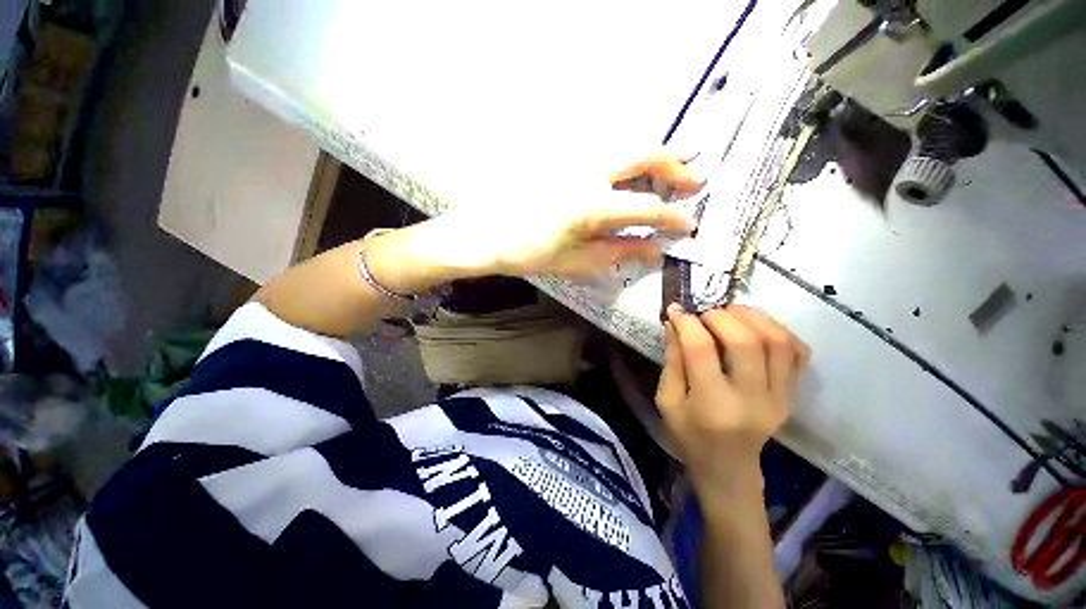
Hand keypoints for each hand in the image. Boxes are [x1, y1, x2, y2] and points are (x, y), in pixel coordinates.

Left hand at [417, 154, 702, 279]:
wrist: (484, 233)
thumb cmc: (527, 253)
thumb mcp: (575, 261)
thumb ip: (618, 252)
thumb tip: (654, 250)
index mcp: (592, 204)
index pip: (647, 207)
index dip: (673, 218)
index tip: (690, 226)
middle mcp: (588, 171)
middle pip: (644, 154)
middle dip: (675, 165)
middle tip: (695, 179)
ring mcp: (574, 158)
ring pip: (626, 145)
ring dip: (655, 155)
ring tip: (674, 167)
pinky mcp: (562, 157)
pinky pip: (605, 150)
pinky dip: (629, 157)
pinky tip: (633, 171)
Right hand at [656, 304, 809, 493]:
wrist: (728, 470)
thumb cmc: (689, 437)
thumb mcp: (667, 401)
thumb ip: (672, 360)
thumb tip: (675, 323)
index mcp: (712, 405)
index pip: (702, 351)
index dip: (688, 324)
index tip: (677, 309)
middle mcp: (752, 399)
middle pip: (746, 342)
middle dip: (721, 316)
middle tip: (705, 311)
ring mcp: (779, 397)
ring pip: (778, 342)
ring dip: (753, 317)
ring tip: (730, 312)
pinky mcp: (791, 395)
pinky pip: (797, 353)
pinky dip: (779, 331)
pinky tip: (756, 326)